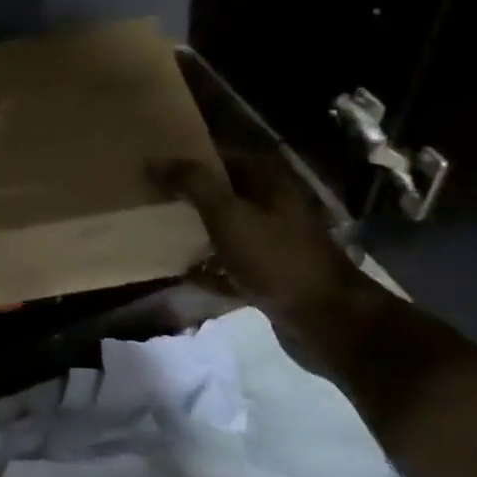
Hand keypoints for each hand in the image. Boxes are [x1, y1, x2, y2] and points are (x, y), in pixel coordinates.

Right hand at [153, 150, 362, 336]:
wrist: (325, 319)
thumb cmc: (275, 259)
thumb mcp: (229, 215)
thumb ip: (193, 184)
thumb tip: (156, 160)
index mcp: (269, 183)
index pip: (224, 156)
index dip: (192, 157)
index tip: (156, 164)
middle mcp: (273, 207)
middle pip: (225, 192)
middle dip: (191, 195)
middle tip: (152, 196)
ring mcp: (273, 243)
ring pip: (227, 229)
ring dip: (198, 230)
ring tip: (160, 231)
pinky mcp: (270, 277)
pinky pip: (231, 266)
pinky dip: (209, 268)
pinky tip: (182, 273)